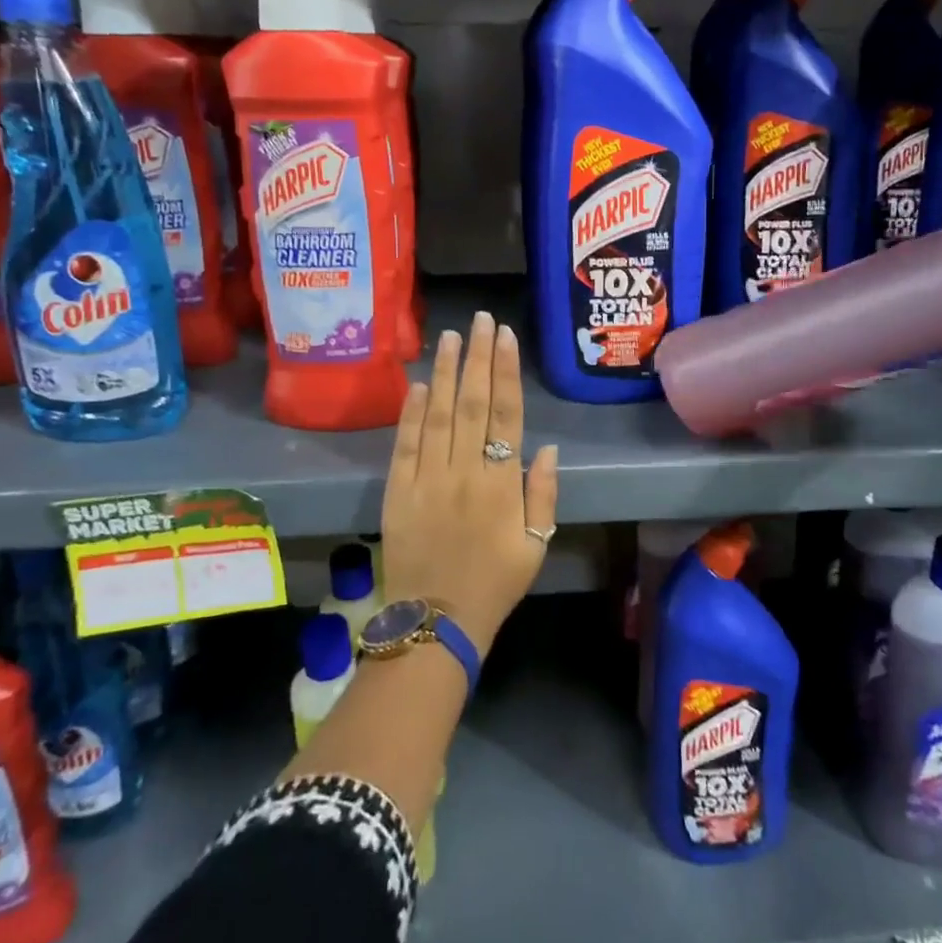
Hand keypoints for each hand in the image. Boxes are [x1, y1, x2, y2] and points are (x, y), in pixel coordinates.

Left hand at [380, 311, 558, 656]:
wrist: (436, 623)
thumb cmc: (494, 584)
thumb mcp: (535, 545)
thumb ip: (543, 494)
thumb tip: (544, 446)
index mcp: (502, 484)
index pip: (506, 415)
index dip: (506, 372)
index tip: (505, 337)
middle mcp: (465, 472)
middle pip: (472, 403)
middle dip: (478, 357)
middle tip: (481, 320)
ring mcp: (427, 480)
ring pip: (438, 415)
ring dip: (445, 372)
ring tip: (451, 336)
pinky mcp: (397, 492)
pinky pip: (405, 445)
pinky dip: (411, 412)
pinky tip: (418, 383)